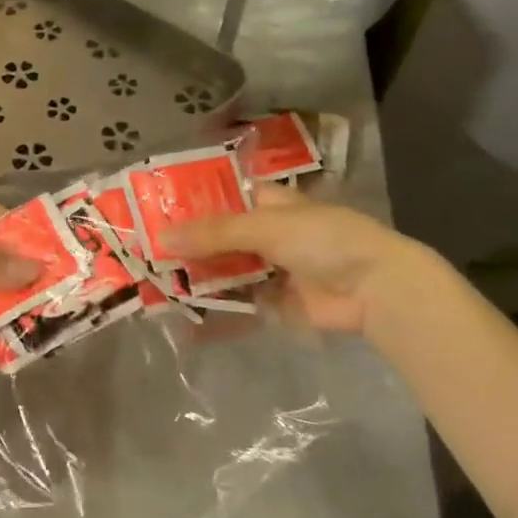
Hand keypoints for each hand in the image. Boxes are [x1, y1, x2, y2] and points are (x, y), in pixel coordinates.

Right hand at [165, 186, 434, 334]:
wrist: (374, 288)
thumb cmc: (322, 239)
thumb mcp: (264, 227)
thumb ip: (214, 234)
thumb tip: (162, 239)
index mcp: (268, 203)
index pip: (222, 197)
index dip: (191, 203)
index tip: (153, 210)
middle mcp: (267, 233)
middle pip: (219, 238)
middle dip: (187, 246)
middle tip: (143, 253)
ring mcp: (271, 269)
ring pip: (226, 272)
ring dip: (196, 279)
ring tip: (153, 285)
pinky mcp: (275, 304)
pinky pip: (239, 305)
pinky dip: (215, 312)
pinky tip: (184, 319)